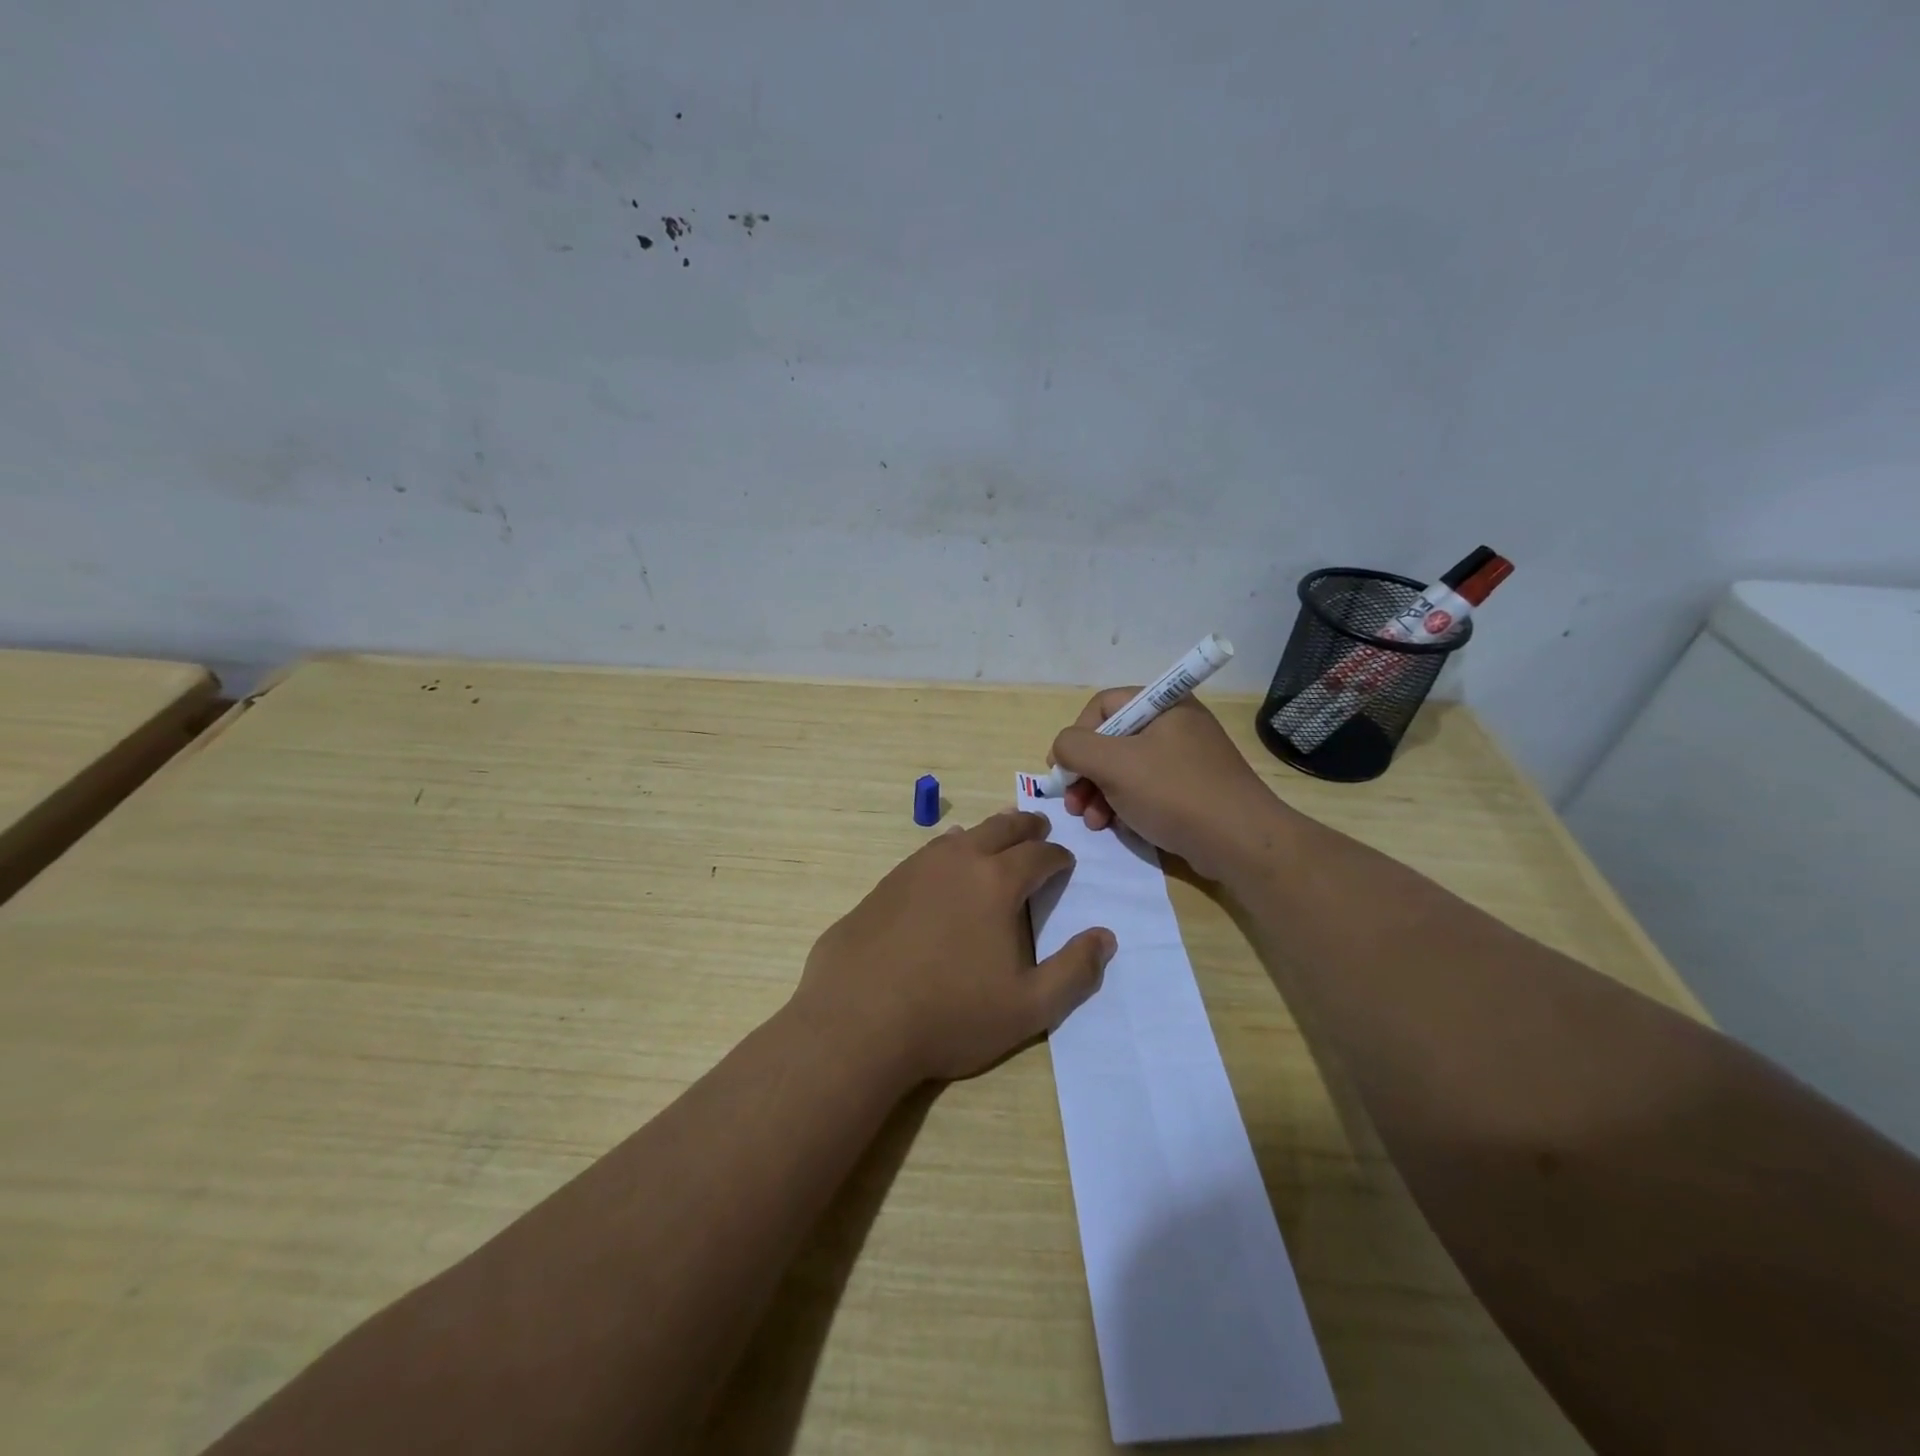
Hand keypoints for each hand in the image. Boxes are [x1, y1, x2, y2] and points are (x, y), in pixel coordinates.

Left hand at [796, 811, 1115, 1085]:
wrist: (857, 1021)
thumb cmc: (951, 1015)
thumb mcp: (1029, 1008)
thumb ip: (1074, 972)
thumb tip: (1105, 937)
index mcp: (997, 882)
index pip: (1039, 855)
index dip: (1058, 857)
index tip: (1065, 862)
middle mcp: (958, 861)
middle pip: (1001, 828)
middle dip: (1026, 827)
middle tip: (1039, 828)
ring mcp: (915, 868)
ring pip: (961, 836)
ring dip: (986, 834)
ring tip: (996, 841)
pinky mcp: (885, 884)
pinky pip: (927, 854)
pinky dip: (949, 852)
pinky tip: (944, 868)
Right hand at [1050, 689, 1289, 879]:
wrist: (1240, 843)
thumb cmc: (1174, 793)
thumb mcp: (1114, 764)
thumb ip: (1075, 747)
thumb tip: (1062, 748)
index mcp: (1164, 704)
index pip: (1103, 705)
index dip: (1077, 735)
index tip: (1063, 770)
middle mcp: (1176, 724)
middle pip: (1112, 739)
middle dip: (1086, 773)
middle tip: (1072, 803)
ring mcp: (1185, 758)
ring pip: (1126, 768)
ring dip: (1099, 793)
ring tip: (1092, 822)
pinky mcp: (1191, 789)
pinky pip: (1146, 788)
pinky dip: (1124, 804)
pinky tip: (1115, 826)